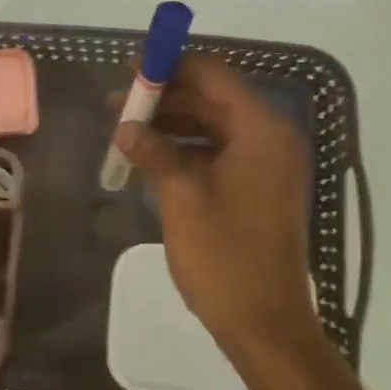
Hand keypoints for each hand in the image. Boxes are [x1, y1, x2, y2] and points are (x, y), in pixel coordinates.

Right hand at [114, 56, 322, 360]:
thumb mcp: (181, 196)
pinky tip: (151, 154)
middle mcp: (271, 136)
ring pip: (214, 124)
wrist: (264, 323)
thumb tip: (125, 126)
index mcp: (261, 129)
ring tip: (126, 127)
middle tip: (119, 100)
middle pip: (213, 97)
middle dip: (166, 96)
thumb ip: (153, 150)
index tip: (130, 67)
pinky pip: (220, 150)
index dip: (170, 66)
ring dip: (172, 122)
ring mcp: (267, 162)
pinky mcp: (258, 185)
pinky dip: (186, 147)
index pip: (213, 75)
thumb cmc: (224, 256)